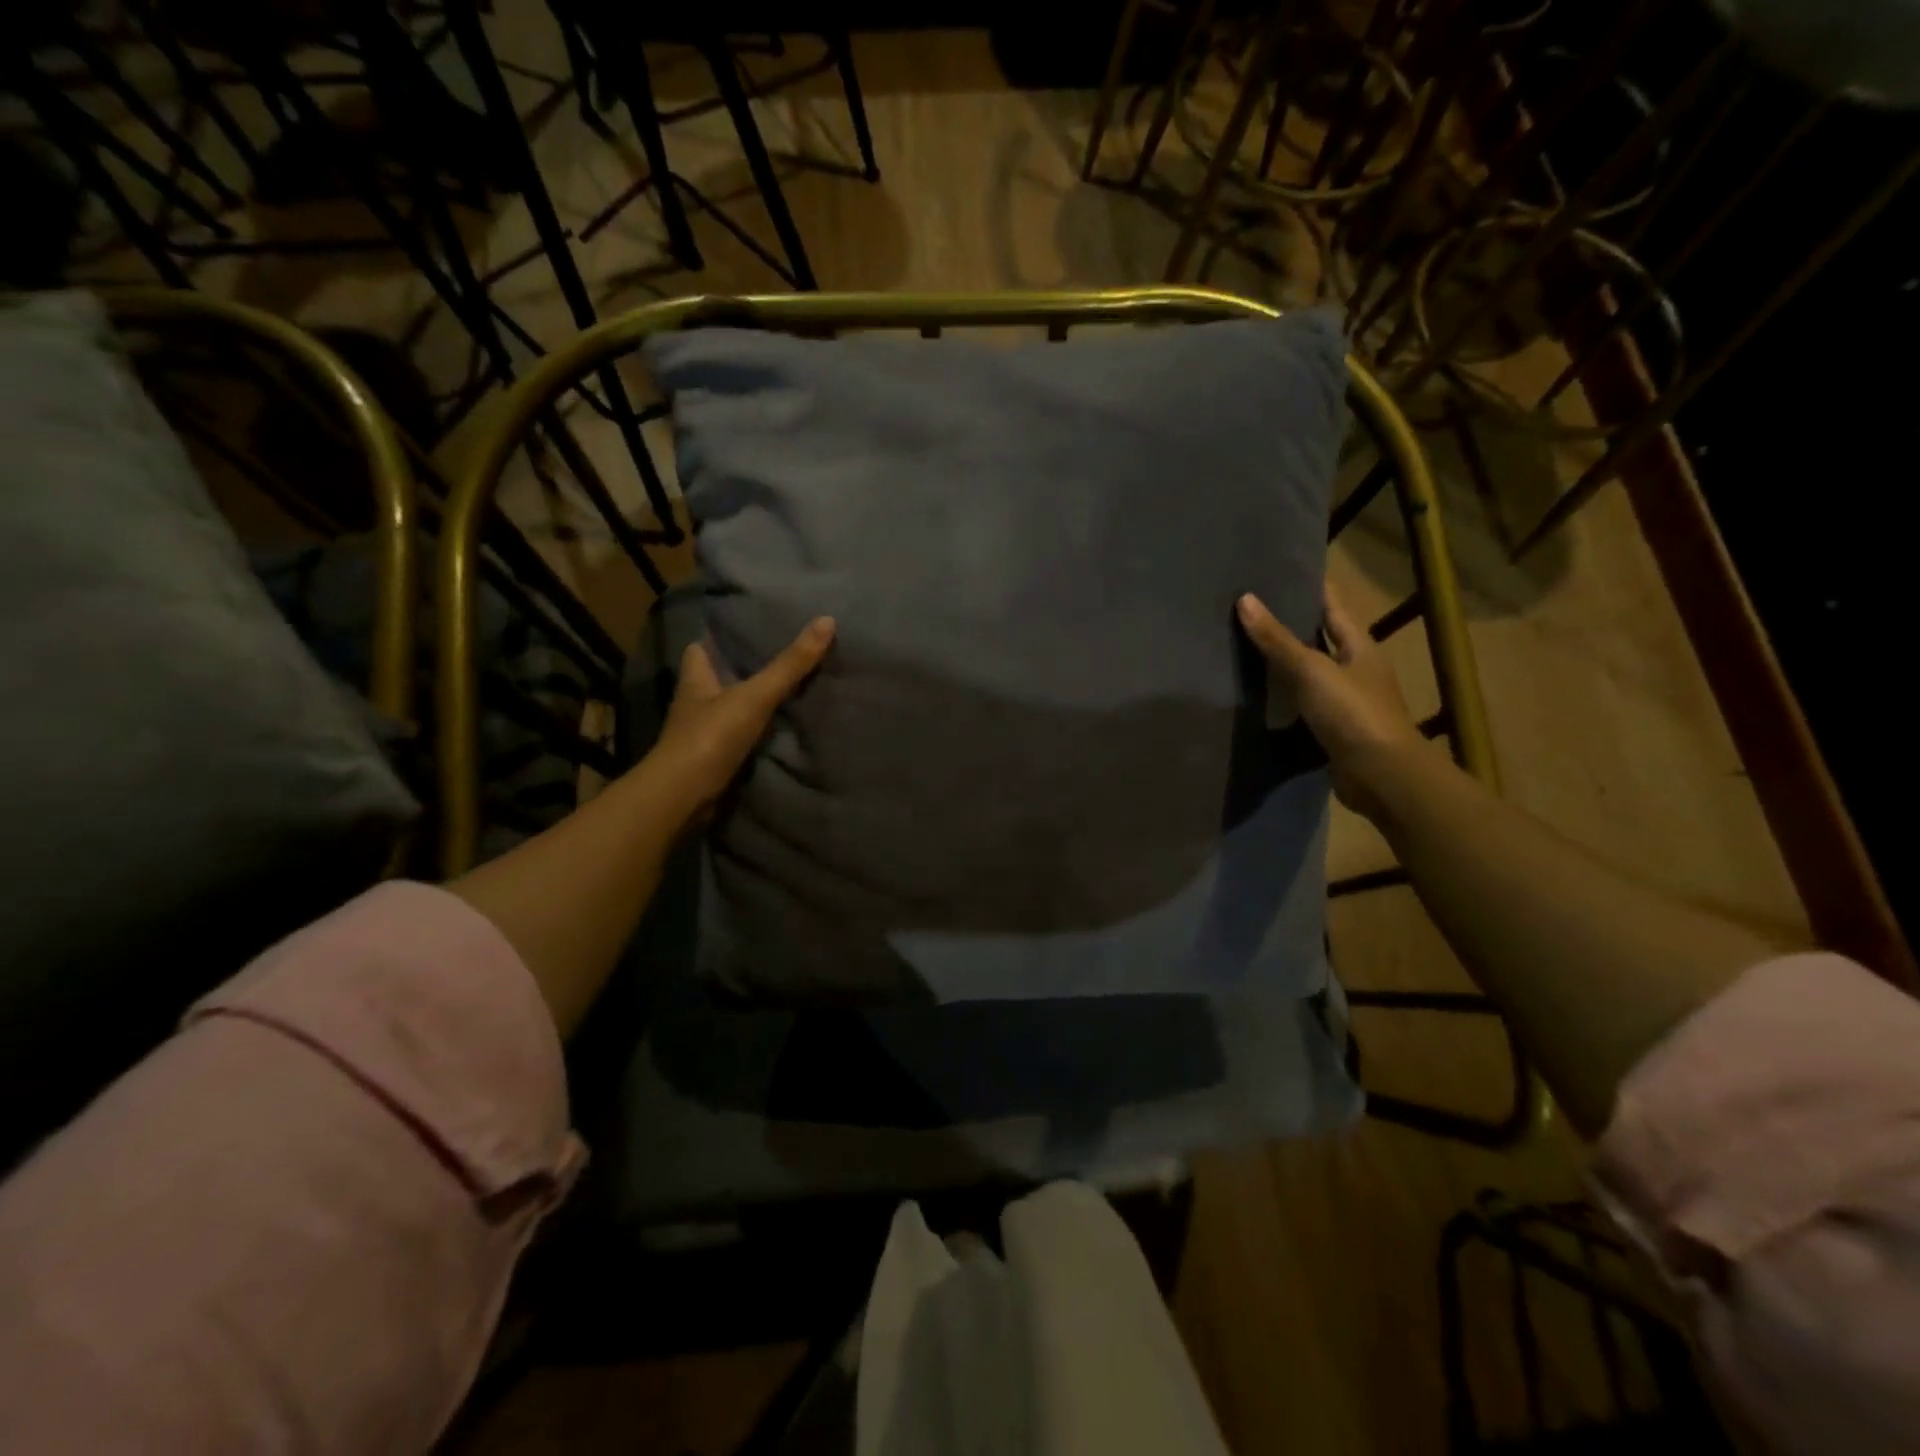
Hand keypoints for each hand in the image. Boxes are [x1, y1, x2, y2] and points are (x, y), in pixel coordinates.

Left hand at [642, 616, 835, 824]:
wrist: (685, 796)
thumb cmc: (711, 736)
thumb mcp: (755, 695)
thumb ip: (790, 664)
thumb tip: (827, 620)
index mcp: (695, 679)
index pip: (699, 649)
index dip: (716, 639)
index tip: (742, 630)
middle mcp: (694, 703)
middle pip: (714, 679)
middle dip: (738, 671)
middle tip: (774, 658)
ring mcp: (700, 734)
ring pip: (725, 710)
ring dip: (746, 704)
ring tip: (783, 692)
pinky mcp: (711, 761)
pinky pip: (735, 739)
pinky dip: (752, 735)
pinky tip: (776, 732)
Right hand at [1237, 587, 1423, 822]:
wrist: (1381, 775)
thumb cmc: (1352, 713)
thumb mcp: (1311, 670)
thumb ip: (1277, 639)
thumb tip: (1245, 599)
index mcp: (1359, 645)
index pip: (1332, 605)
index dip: (1309, 587)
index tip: (1277, 572)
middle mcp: (1356, 668)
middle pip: (1319, 637)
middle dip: (1289, 624)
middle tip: (1248, 608)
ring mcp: (1346, 700)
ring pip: (1309, 672)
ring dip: (1283, 662)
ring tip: (1243, 646)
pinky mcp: (1334, 728)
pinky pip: (1303, 703)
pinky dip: (1282, 696)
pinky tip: (1257, 693)